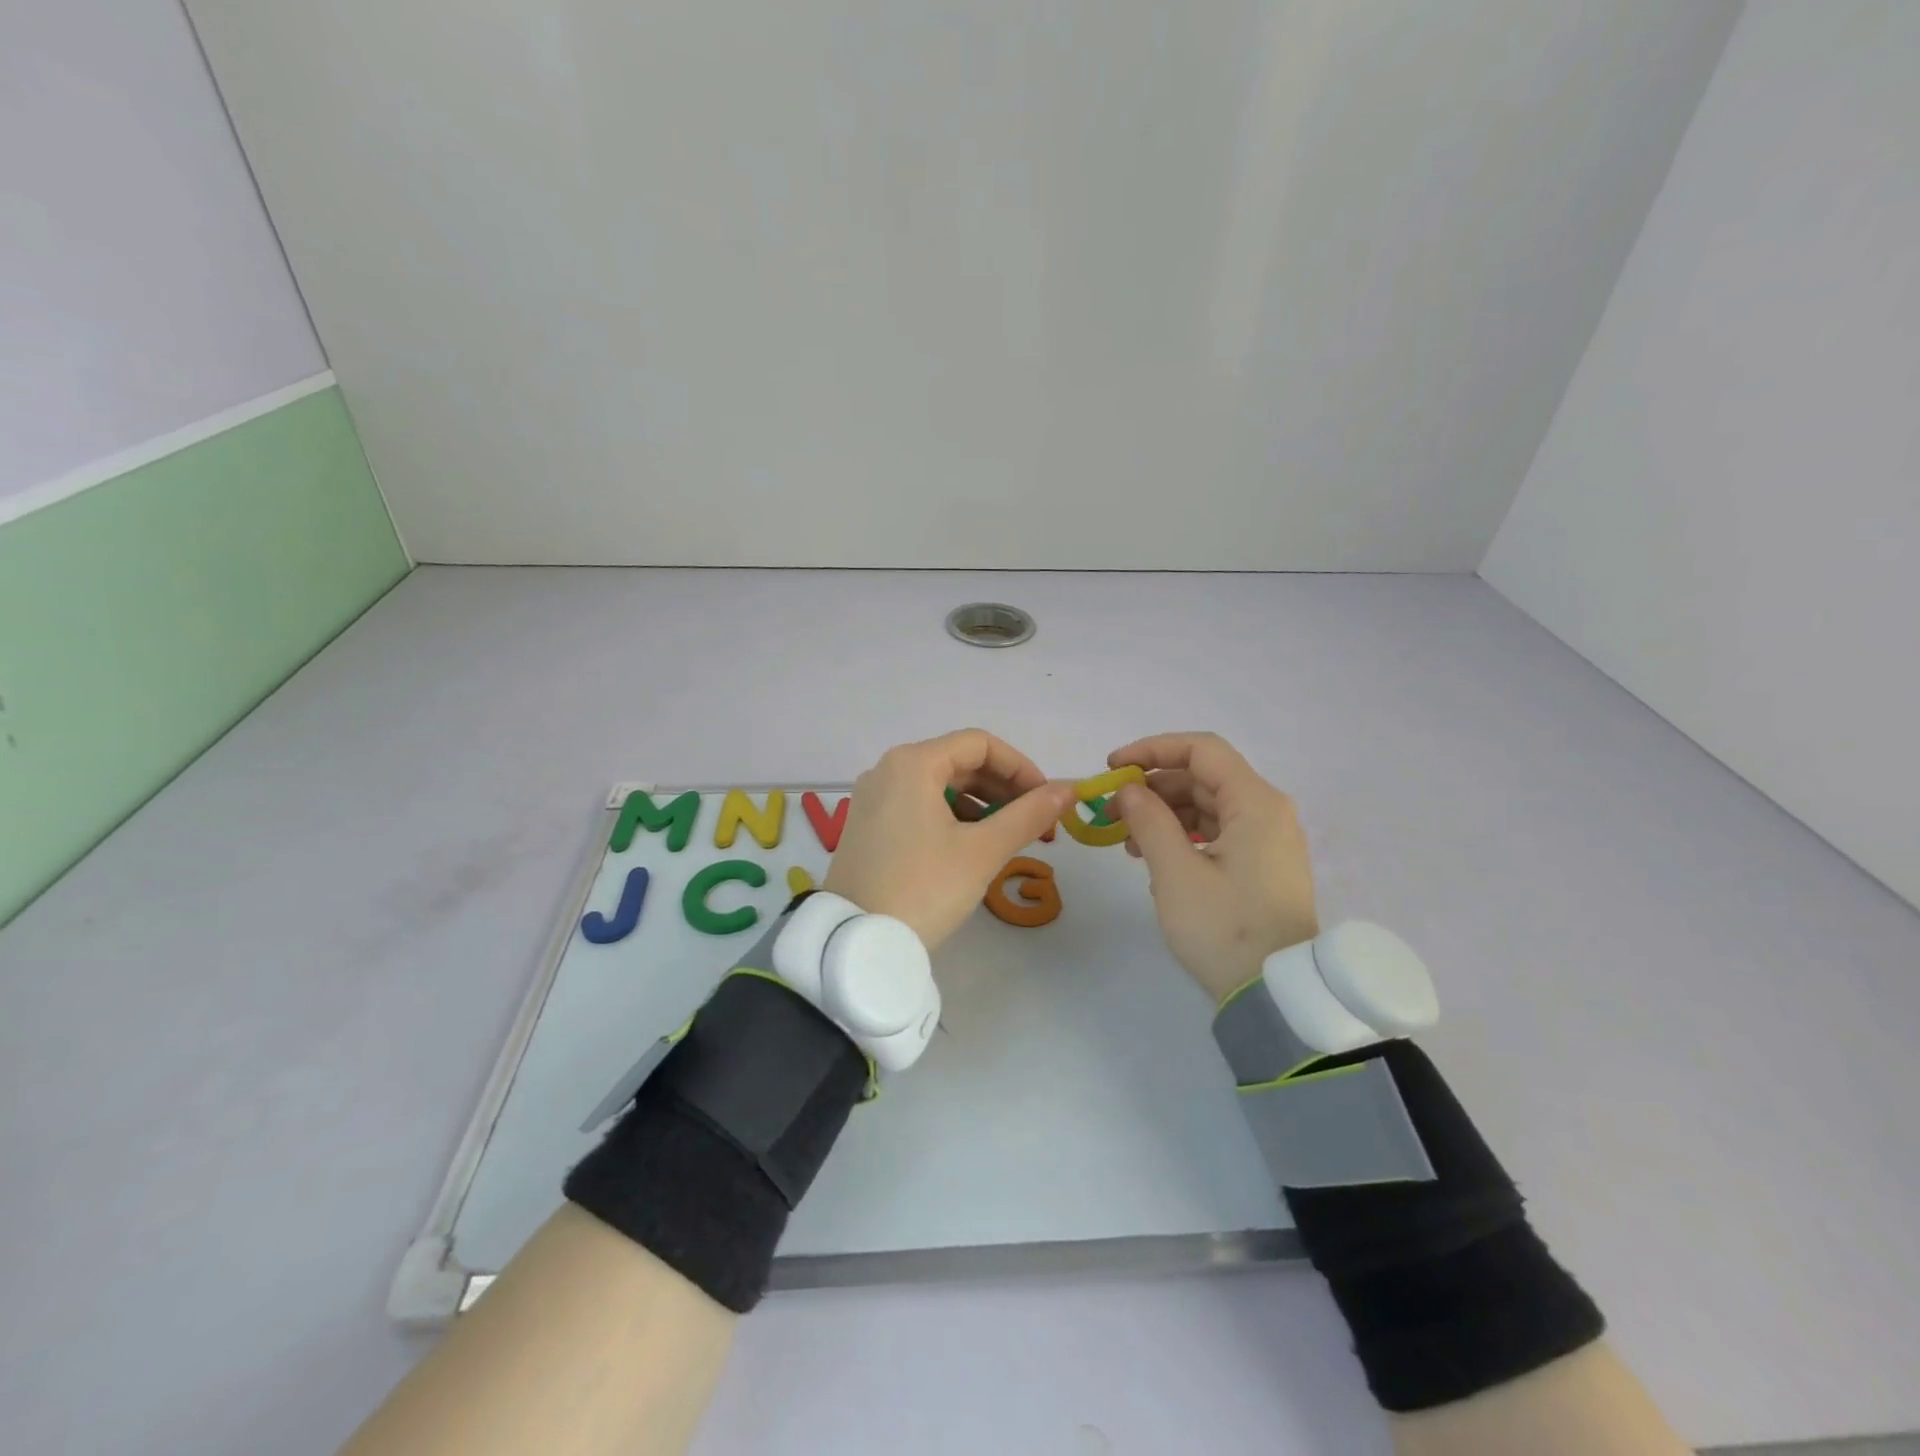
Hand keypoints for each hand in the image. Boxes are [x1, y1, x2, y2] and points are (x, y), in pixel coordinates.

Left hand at [823, 730, 1074, 950]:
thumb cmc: (924, 888)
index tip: (1046, 799)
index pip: (979, 744)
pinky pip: (918, 806)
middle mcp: (887, 770)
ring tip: (1007, 837)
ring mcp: (872, 798)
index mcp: (912, 763)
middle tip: (1035, 821)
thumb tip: (1069, 788)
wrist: (856, 943)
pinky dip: (951, 817)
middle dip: (1002, 787)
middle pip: (958, 762)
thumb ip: (1029, 814)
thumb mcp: (983, 851)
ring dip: (979, 803)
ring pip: (938, 785)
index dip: (1020, 767)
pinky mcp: (867, 826)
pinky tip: (970, 846)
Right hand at [1106, 732, 1318, 1003]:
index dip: (1152, 749)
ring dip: (1164, 813)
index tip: (1112, 767)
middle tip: (1112, 811)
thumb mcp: (1176, 873)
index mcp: (1255, 803)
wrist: (1277, 996)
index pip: (1201, 750)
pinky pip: (1218, 832)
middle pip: (1203, 777)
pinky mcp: (1262, 865)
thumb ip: (1148, 820)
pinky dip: (1183, 835)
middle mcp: (1267, 811)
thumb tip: (1129, 790)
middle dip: (1154, 787)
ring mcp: (1268, 839)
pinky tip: (1155, 858)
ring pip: (1208, 805)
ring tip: (1127, 841)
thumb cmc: (1225, 928)